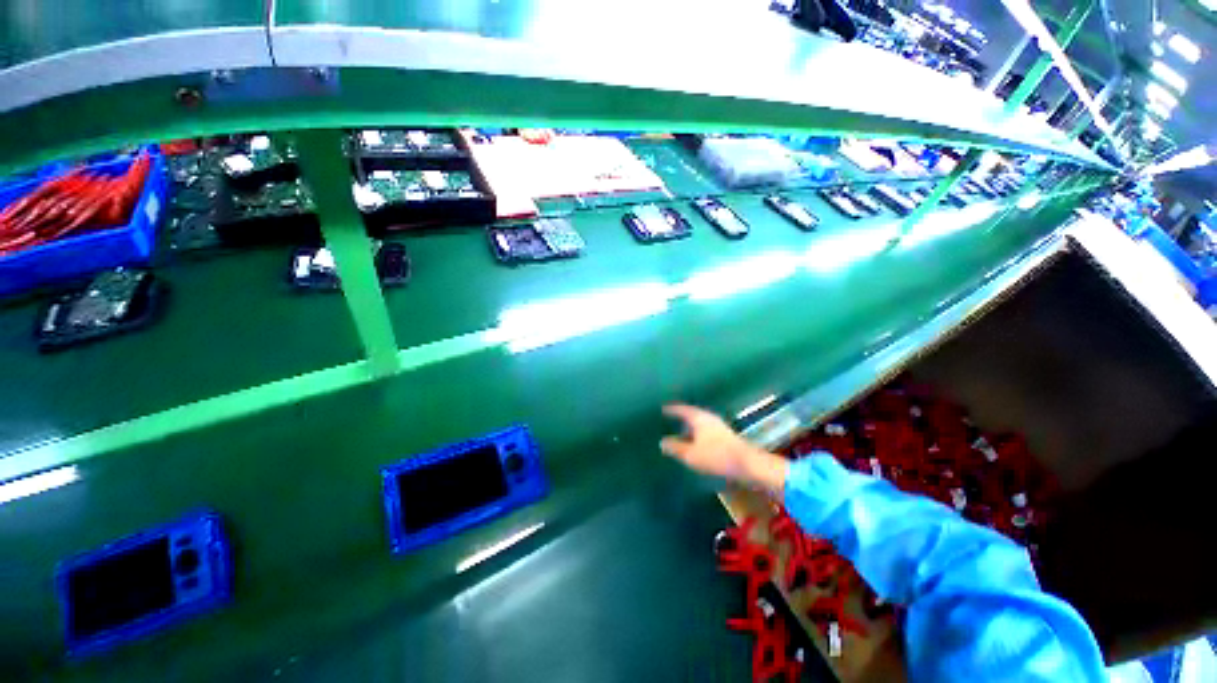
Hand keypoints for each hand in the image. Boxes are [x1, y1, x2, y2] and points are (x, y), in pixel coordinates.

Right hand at [661, 404, 787, 492]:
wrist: (748, 464)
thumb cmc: (716, 456)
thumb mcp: (691, 454)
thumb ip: (676, 448)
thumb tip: (662, 442)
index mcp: (699, 418)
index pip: (682, 410)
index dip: (672, 410)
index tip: (663, 409)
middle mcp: (708, 418)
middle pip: (692, 415)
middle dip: (681, 417)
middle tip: (670, 419)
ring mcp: (719, 426)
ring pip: (700, 423)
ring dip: (690, 427)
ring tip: (681, 432)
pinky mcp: (725, 436)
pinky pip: (706, 431)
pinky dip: (698, 434)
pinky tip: (696, 443)